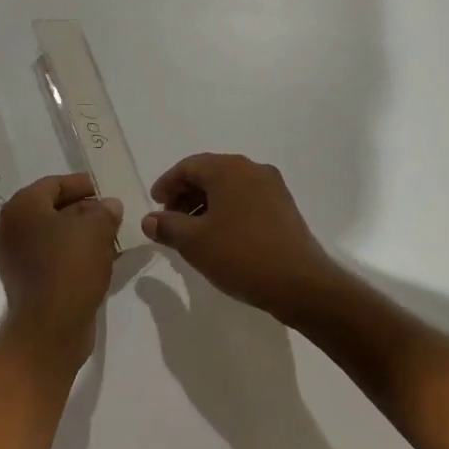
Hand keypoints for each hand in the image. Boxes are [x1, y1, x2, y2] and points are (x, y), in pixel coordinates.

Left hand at [0, 174, 122, 371]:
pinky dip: (72, 255)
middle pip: (50, 210)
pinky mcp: (24, 284)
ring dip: (79, 234)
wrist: (50, 328)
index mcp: (21, 208)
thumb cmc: (70, 266)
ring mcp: (14, 260)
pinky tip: (98, 259)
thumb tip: (108, 206)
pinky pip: (51, 259)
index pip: (52, 184)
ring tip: (109, 236)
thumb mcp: (97, 228)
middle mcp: (10, 230)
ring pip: (51, 236)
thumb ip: (105, 211)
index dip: (79, 184)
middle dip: (81, 210)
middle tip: (108, 213)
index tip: (101, 189)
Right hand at [141, 154, 352, 325]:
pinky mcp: (284, 207)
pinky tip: (220, 237)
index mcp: (229, 169)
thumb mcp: (194, 242)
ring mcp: (272, 187)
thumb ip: (167, 226)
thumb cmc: (240, 255)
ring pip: (229, 187)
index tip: (155, 206)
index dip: (167, 184)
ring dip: (206, 204)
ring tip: (193, 233)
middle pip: (210, 173)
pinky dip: (227, 211)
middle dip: (186, 195)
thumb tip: (149, 220)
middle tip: (170, 221)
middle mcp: (253, 169)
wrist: (299, 282)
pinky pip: (246, 199)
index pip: (188, 166)